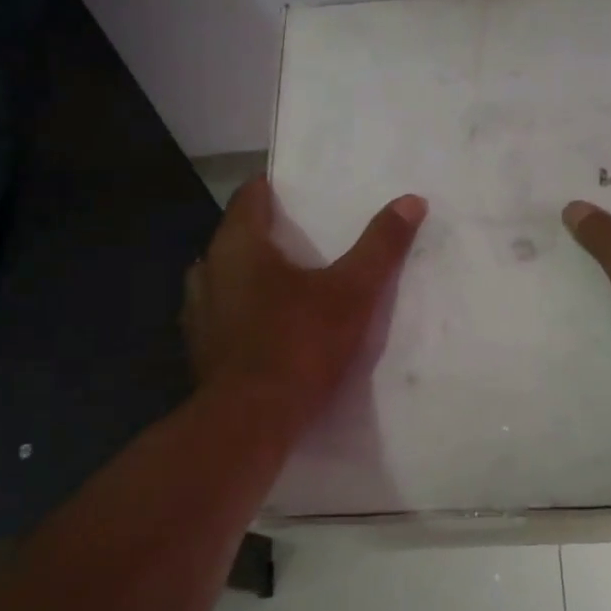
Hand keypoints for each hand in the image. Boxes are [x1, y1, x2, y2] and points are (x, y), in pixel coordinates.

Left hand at [183, 176, 426, 427]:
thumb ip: (381, 245)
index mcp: (239, 245)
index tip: (300, 192)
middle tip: (308, 238)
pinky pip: (223, 313)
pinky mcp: (200, 348)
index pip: (250, 196)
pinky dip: (244, 310)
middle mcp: (207, 269)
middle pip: (238, 236)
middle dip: (268, 234)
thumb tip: (411, 200)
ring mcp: (198, 312)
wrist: (251, 421)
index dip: (274, 189)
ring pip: (226, 277)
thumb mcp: (353, 292)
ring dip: (252, 275)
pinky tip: (270, 325)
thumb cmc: (300, 344)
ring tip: (290, 281)